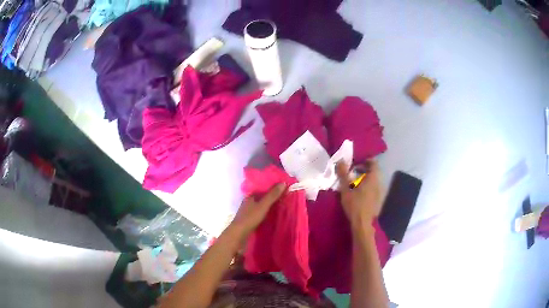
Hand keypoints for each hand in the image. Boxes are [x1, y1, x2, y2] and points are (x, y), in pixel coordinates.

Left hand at [231, 183, 285, 235]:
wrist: (239, 233)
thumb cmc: (250, 218)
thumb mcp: (263, 205)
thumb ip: (272, 195)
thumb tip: (283, 182)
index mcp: (250, 196)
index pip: (263, 188)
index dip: (273, 188)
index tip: (284, 188)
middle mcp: (248, 202)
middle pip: (262, 197)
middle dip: (272, 196)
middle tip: (285, 196)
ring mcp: (248, 211)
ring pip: (261, 205)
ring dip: (269, 204)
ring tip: (281, 205)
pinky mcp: (249, 219)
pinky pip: (260, 212)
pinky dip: (266, 212)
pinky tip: (272, 214)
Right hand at [336, 160, 382, 230]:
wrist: (362, 224)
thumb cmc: (354, 205)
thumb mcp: (346, 189)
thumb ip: (343, 174)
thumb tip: (340, 161)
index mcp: (372, 179)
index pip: (373, 163)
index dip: (366, 160)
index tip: (357, 162)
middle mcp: (379, 184)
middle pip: (374, 172)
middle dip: (365, 170)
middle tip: (354, 172)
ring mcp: (381, 193)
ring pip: (375, 181)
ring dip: (367, 179)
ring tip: (356, 183)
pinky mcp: (379, 201)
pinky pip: (375, 189)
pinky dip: (369, 187)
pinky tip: (361, 194)